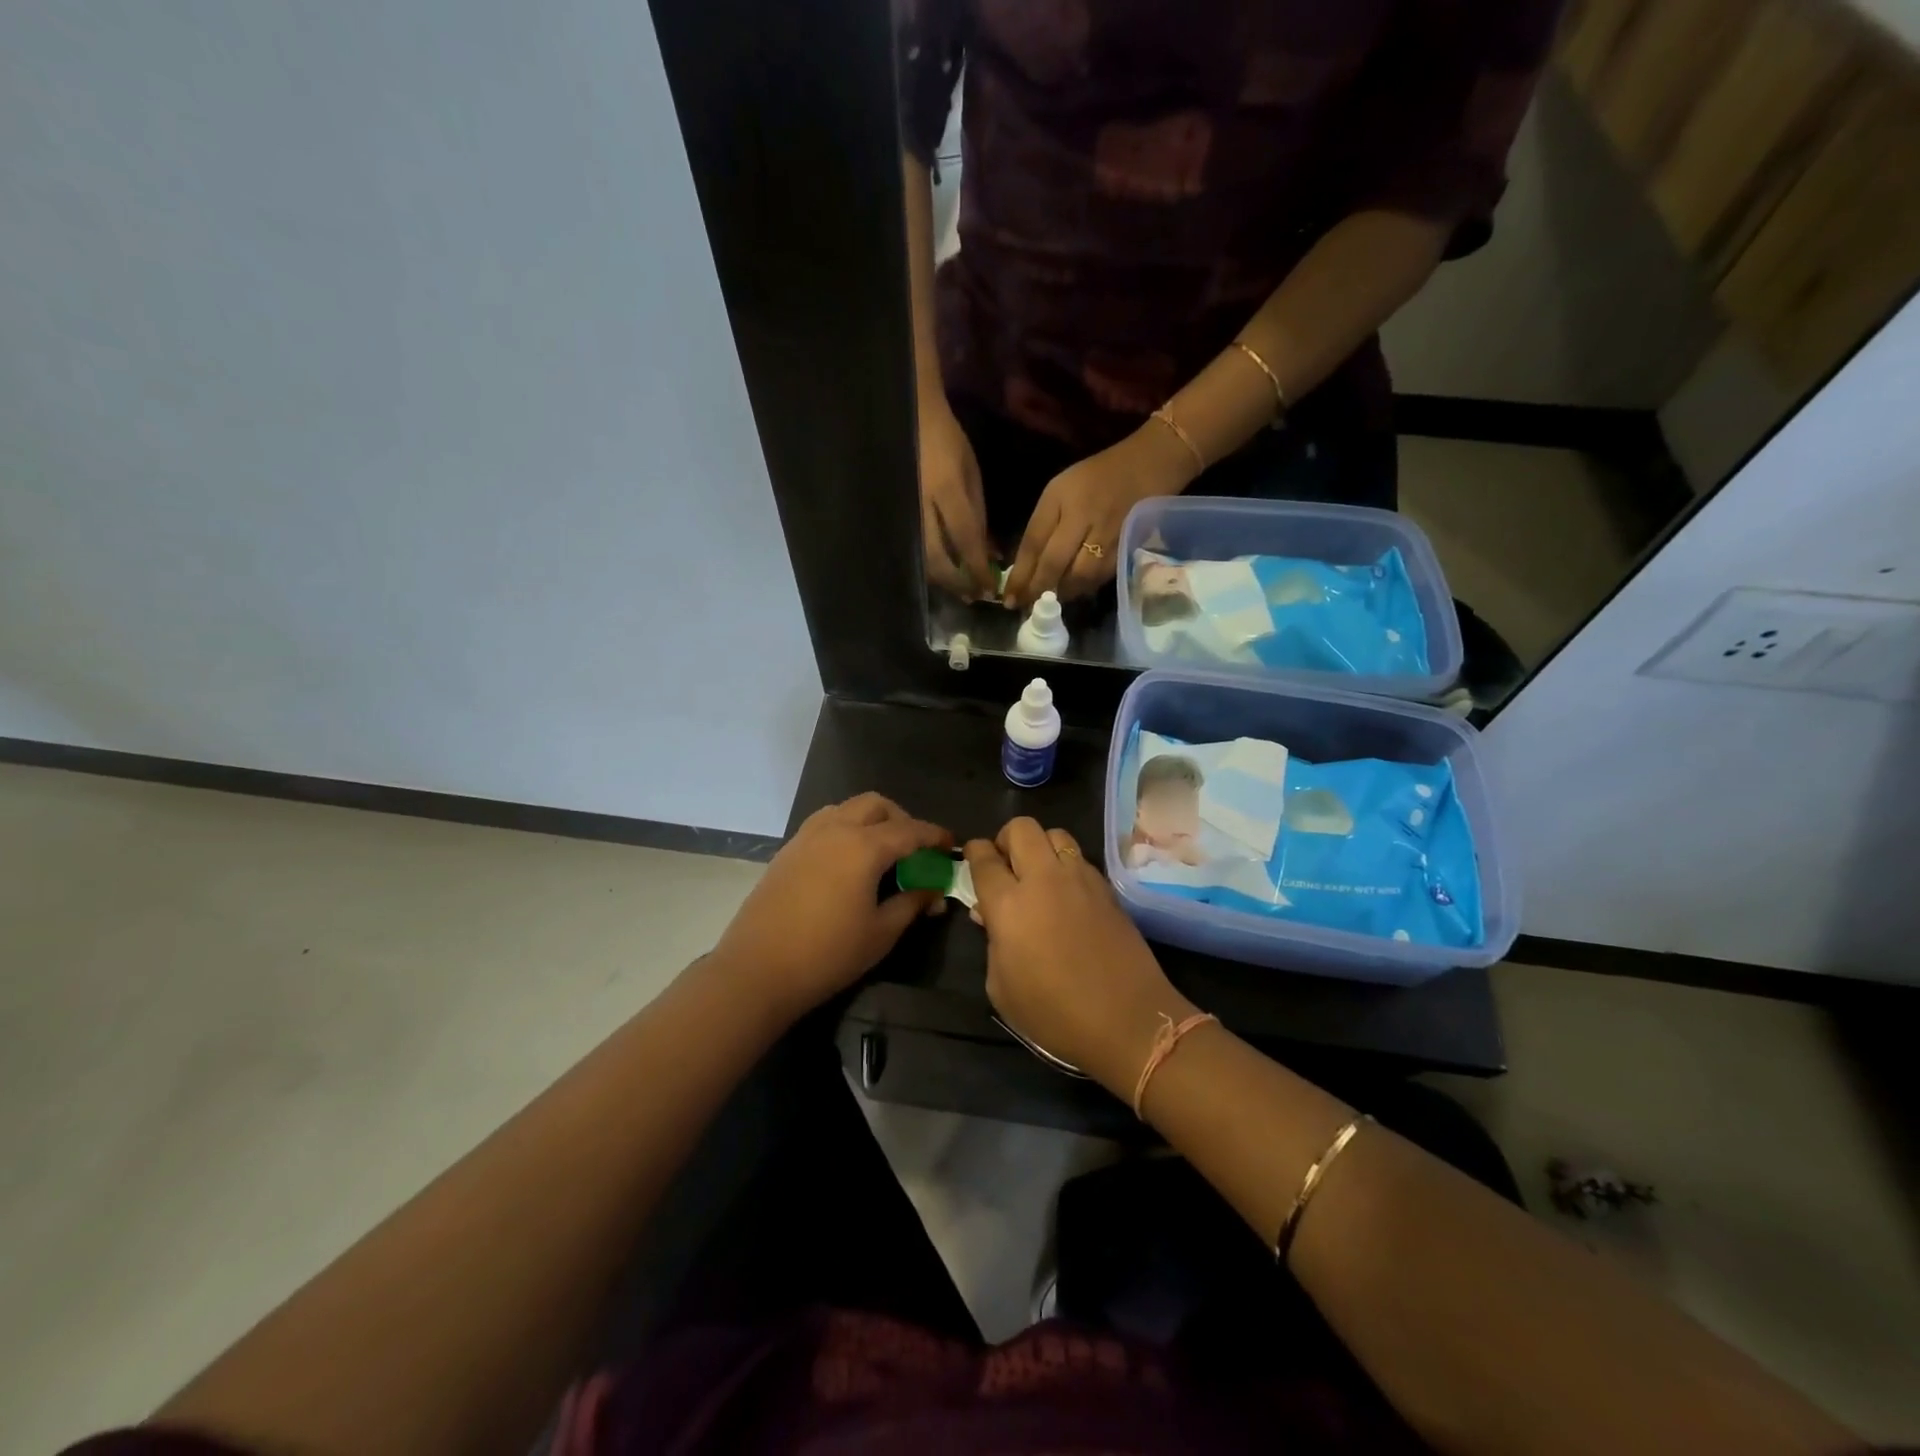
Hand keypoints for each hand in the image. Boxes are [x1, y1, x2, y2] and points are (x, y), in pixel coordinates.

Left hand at [714, 793, 949, 1023]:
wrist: (757, 970)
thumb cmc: (827, 954)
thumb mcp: (881, 932)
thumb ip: (911, 903)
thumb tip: (933, 890)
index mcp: (864, 846)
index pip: (910, 830)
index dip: (934, 836)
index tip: (951, 845)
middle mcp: (835, 829)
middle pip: (876, 805)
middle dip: (902, 819)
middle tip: (914, 849)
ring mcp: (807, 837)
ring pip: (847, 808)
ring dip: (871, 820)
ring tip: (881, 851)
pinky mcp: (788, 850)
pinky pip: (824, 823)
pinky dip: (845, 829)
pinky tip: (848, 862)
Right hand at [918, 397, 995, 599]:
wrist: (912, 420)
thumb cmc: (948, 442)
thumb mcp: (971, 474)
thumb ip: (978, 515)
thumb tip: (988, 554)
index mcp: (946, 491)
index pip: (965, 541)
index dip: (978, 569)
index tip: (991, 589)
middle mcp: (923, 508)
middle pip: (938, 560)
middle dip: (958, 583)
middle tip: (974, 595)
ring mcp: (906, 514)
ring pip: (922, 560)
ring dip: (943, 580)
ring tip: (961, 589)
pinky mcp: (898, 518)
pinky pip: (915, 550)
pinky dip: (930, 566)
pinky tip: (944, 572)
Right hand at [964, 819, 1198, 1094]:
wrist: (1127, 1019)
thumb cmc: (1054, 1013)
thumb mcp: (1002, 988)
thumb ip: (991, 943)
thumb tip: (990, 915)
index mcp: (1009, 904)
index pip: (984, 858)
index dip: (974, 852)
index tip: (973, 857)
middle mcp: (1044, 879)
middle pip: (1021, 828)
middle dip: (1006, 839)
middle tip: (1005, 865)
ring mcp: (1080, 879)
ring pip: (1055, 834)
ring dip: (1040, 846)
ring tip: (1038, 874)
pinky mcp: (1107, 888)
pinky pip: (1079, 858)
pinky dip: (1066, 865)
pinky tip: (1066, 894)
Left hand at [1004, 422, 1196, 608]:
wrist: (1147, 465)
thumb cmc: (1094, 477)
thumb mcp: (1058, 491)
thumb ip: (1041, 526)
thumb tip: (1024, 567)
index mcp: (1061, 499)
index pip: (1034, 543)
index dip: (1020, 574)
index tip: (1008, 597)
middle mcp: (1084, 517)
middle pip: (1055, 563)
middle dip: (1036, 589)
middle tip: (1024, 607)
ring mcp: (1108, 535)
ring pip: (1079, 577)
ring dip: (1060, 594)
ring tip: (1046, 602)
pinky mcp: (1126, 548)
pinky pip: (1099, 578)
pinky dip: (1082, 589)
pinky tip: (1071, 592)